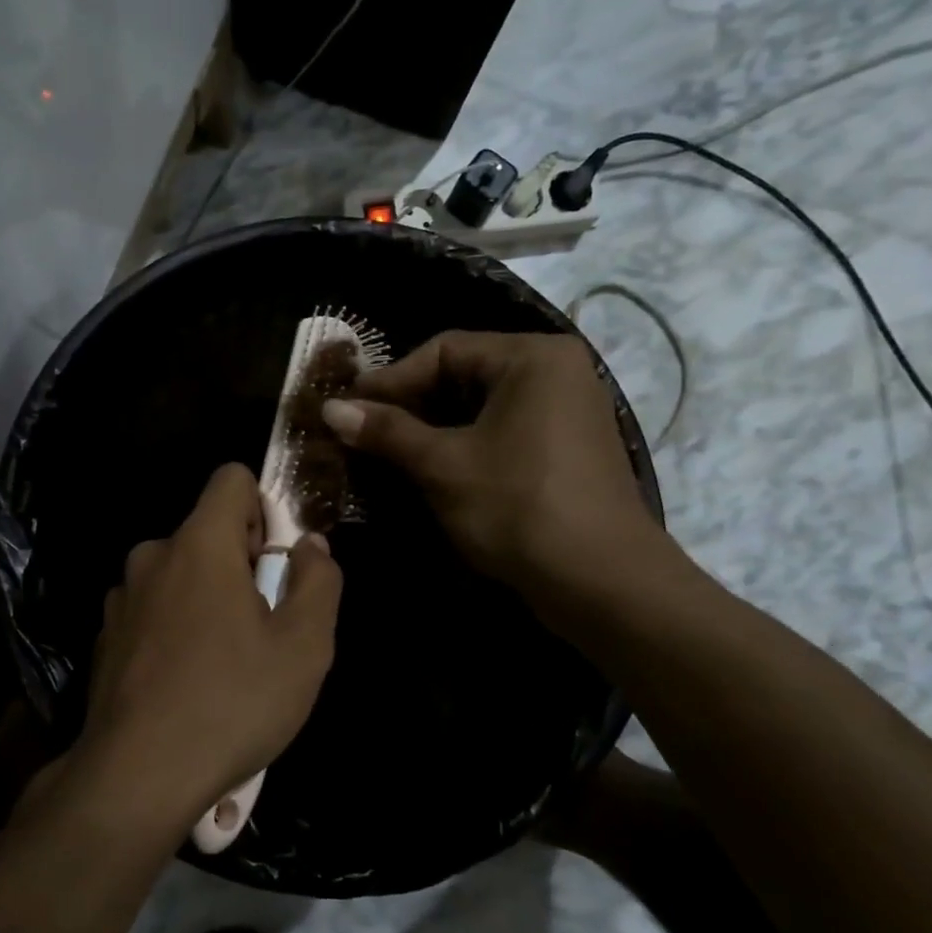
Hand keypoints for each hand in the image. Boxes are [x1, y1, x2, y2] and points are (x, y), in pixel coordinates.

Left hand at [77, 463, 342, 831]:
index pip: (231, 479)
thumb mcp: (304, 646)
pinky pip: (153, 609)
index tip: (274, 562)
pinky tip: (186, 682)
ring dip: (206, 598)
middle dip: (240, 563)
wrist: (137, 776)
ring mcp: (122, 596)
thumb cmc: (232, 703)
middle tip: (261, 626)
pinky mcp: (106, 635)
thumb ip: (318, 581)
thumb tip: (310, 546)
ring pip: (179, 573)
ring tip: (225, 662)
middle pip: (207, 531)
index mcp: (199, 544)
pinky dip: (175, 627)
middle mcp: (152, 556)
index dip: (263, 508)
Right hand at [321, 331, 670, 605]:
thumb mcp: (443, 465)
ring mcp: (566, 412)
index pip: (444, 350)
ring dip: (431, 429)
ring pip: (480, 408)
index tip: (348, 408)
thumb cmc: (518, 507)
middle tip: (363, 431)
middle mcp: (555, 372)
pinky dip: (462, 446)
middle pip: (464, 375)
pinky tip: (428, 470)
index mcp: (532, 357)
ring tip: (386, 453)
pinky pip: (502, 432)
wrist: (601, 582)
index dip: (390, 379)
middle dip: (410, 405)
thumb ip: (387, 431)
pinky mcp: (565, 449)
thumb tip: (330, 408)